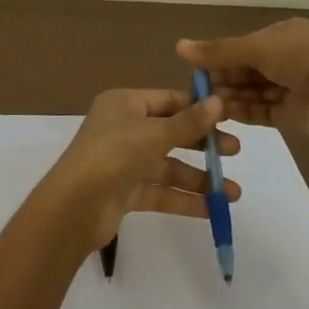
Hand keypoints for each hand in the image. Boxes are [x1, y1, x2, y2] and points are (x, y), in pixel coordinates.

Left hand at [43, 88, 244, 248]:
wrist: (74, 207)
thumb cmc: (113, 154)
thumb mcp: (154, 134)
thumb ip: (189, 122)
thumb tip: (220, 101)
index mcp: (124, 104)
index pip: (168, 100)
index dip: (198, 108)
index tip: (229, 117)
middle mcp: (124, 128)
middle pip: (171, 132)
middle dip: (203, 144)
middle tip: (235, 152)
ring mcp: (124, 161)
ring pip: (168, 166)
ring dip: (199, 178)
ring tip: (233, 193)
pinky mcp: (125, 191)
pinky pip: (161, 191)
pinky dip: (185, 199)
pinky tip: (213, 209)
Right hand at [177, 18, 308, 144]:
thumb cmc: (303, 59)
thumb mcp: (257, 48)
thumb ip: (218, 51)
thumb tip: (179, 46)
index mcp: (285, 34)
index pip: (246, 44)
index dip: (221, 55)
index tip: (195, 68)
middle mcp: (290, 58)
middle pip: (248, 68)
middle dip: (224, 78)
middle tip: (196, 90)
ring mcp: (293, 87)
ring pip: (254, 91)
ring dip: (231, 96)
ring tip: (205, 105)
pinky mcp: (295, 114)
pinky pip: (263, 111)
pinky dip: (244, 111)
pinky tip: (223, 114)